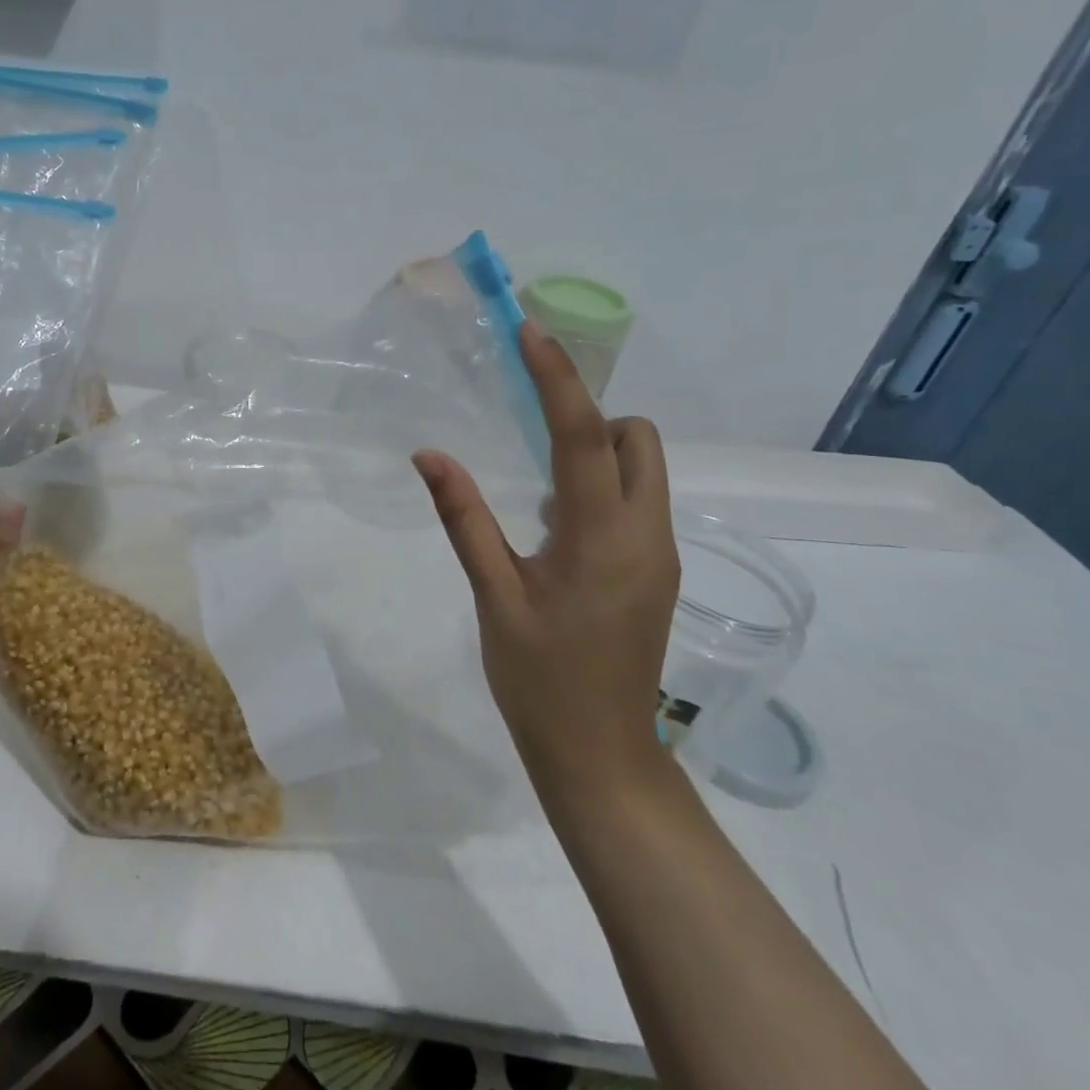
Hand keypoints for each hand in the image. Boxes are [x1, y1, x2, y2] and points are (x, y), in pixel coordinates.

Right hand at [413, 324, 679, 818]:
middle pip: (637, 439)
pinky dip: (603, 488)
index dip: (557, 378)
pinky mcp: (657, 571)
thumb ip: (464, 518)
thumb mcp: (494, 596)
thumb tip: (429, 455)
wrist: (601, 756)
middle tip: (533, 436)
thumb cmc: (540, 679)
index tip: (530, 333)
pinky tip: (554, 529)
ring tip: (537, 494)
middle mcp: (647, 534)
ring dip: (597, 455)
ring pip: (644, 469)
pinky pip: (638, 501)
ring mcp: (660, 554)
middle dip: (591, 418)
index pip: (584, 435)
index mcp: (603, 537)